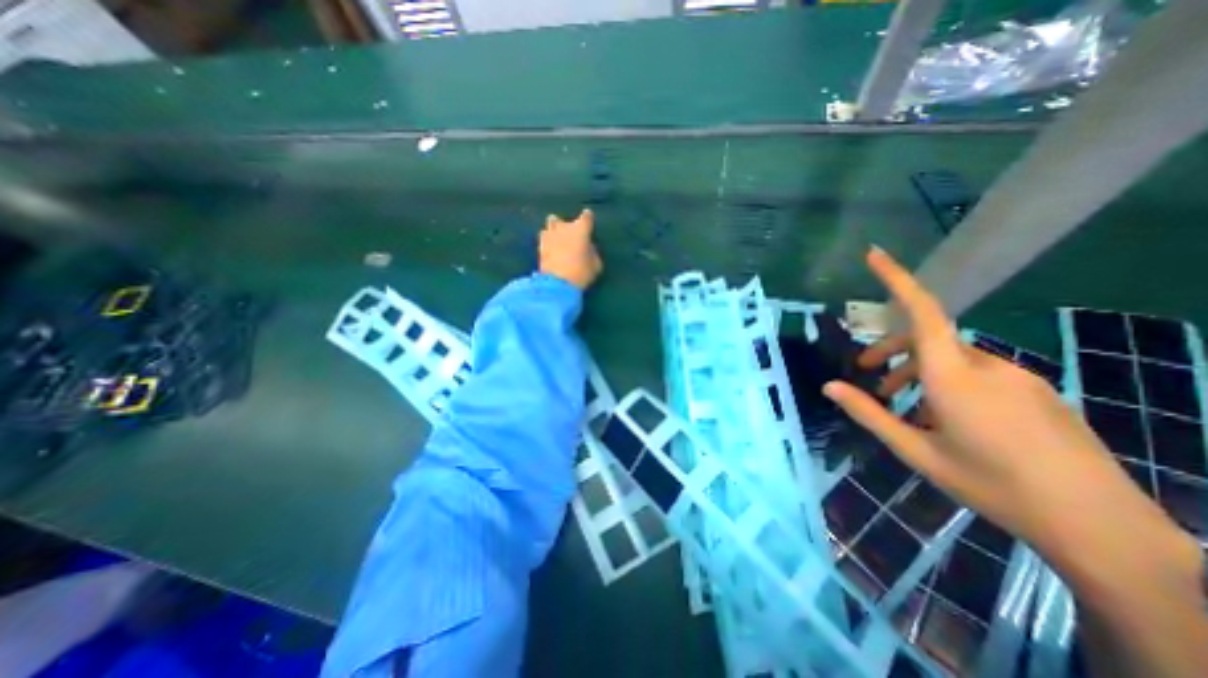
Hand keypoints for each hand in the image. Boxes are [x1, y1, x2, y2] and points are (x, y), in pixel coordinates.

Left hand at [540, 207, 602, 287]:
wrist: (558, 283)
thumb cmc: (582, 272)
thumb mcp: (596, 264)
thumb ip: (592, 252)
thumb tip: (588, 248)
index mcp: (581, 229)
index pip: (586, 217)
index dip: (588, 218)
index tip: (589, 221)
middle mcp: (564, 227)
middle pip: (563, 219)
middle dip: (566, 225)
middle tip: (571, 235)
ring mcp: (550, 235)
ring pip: (550, 225)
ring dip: (554, 229)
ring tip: (557, 238)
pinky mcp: (539, 246)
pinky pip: (544, 238)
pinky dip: (547, 241)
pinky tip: (550, 248)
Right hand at [820, 248, 1198, 574]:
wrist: (1100, 526)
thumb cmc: (992, 485)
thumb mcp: (916, 451)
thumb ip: (869, 414)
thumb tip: (830, 386)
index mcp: (953, 377)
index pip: (923, 312)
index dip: (897, 279)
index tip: (874, 255)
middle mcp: (985, 366)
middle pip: (927, 339)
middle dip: (891, 350)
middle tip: (867, 374)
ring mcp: (1017, 376)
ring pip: (952, 358)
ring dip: (917, 371)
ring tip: (899, 404)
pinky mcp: (1035, 390)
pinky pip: (978, 373)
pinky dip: (947, 382)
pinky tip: (942, 417)